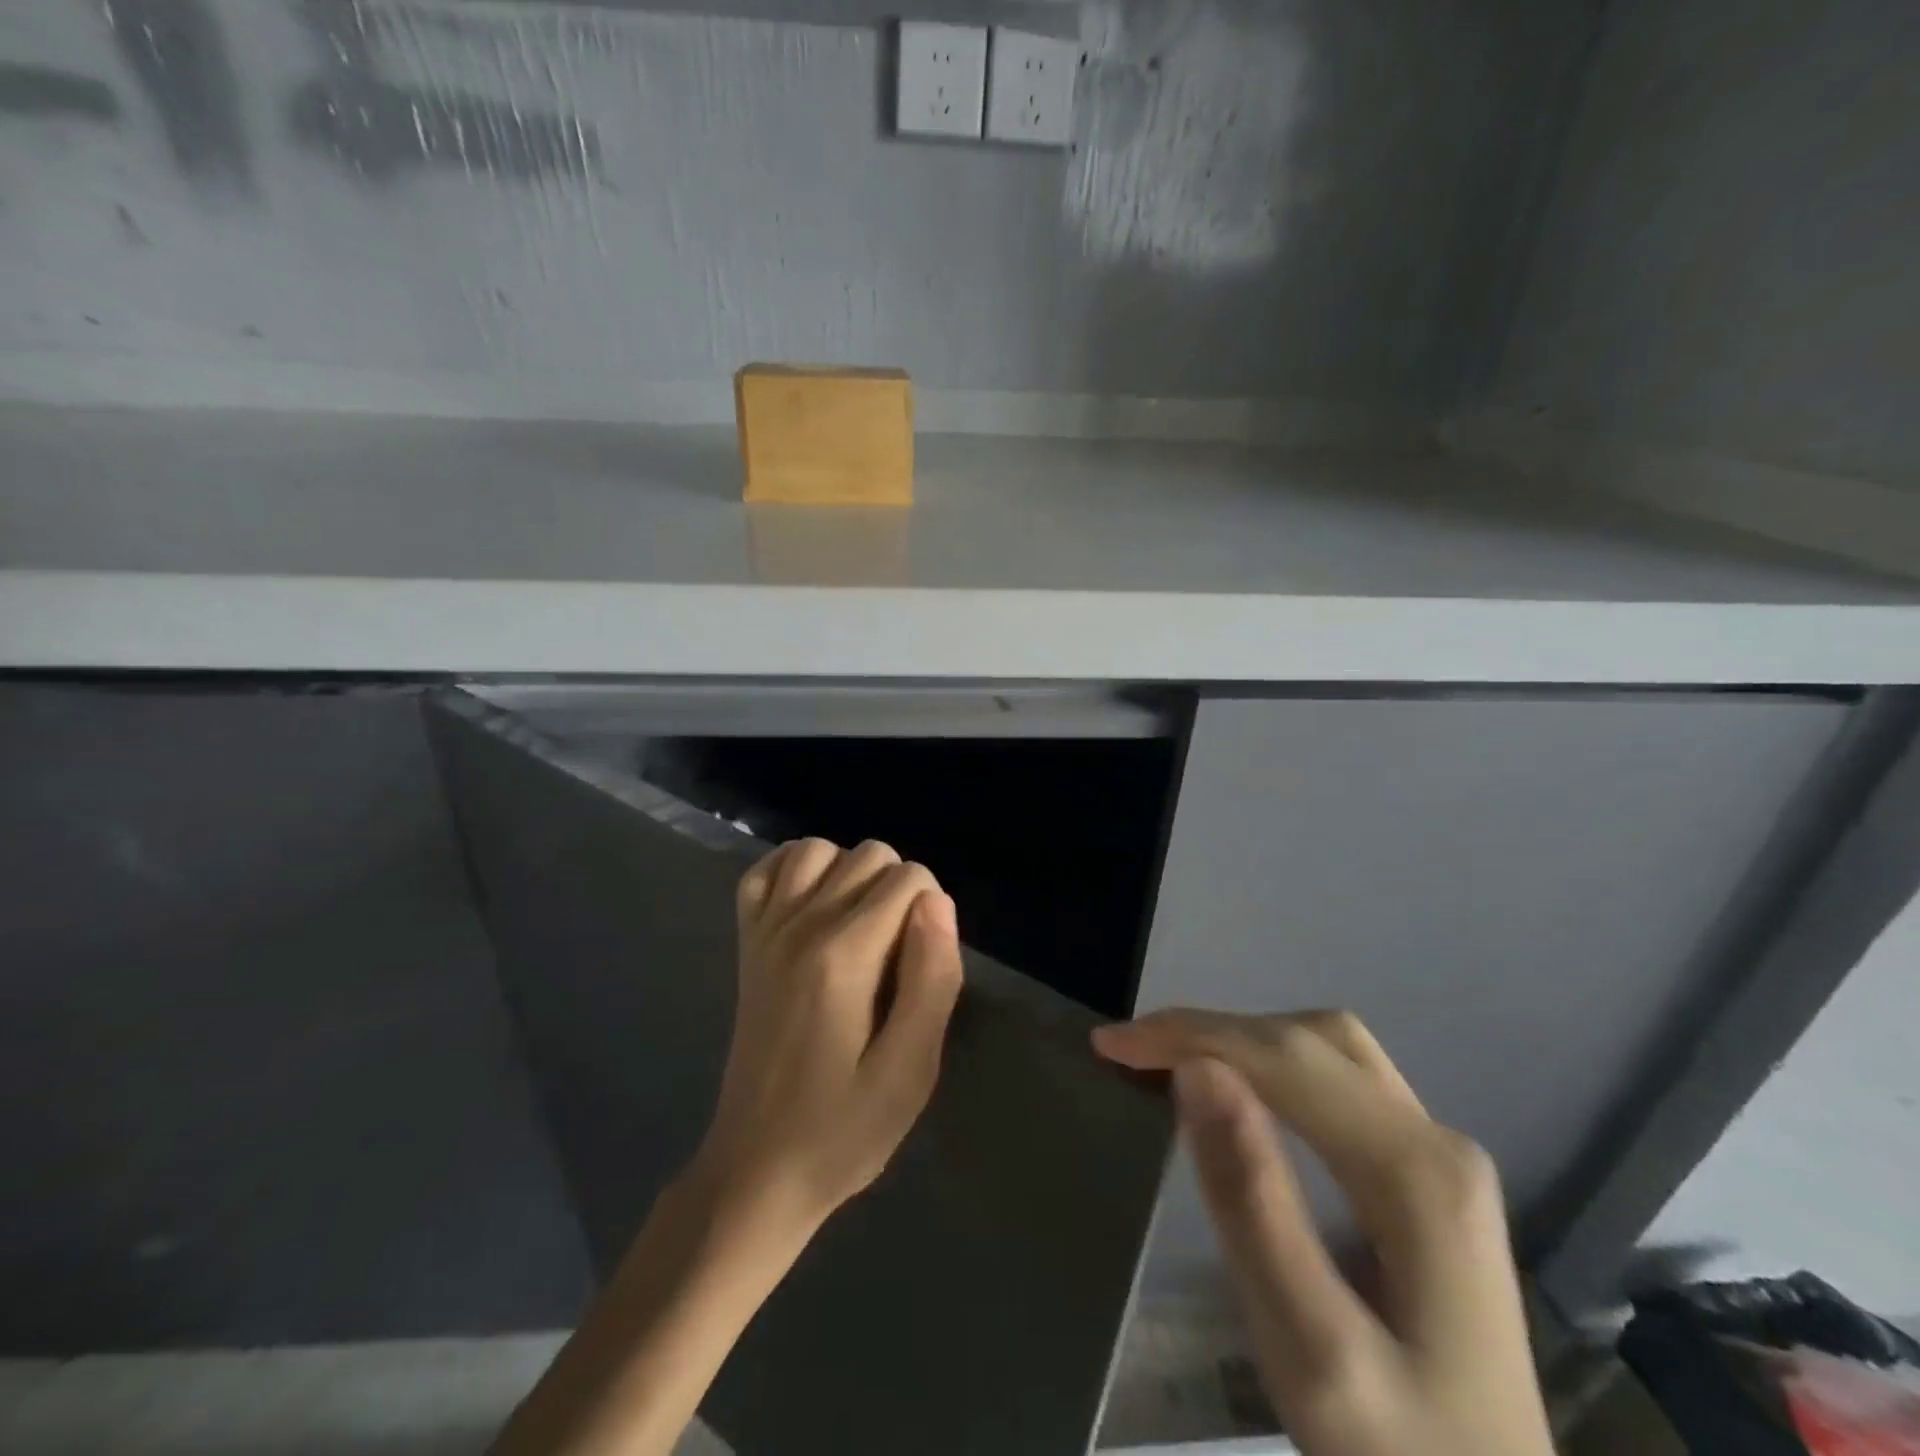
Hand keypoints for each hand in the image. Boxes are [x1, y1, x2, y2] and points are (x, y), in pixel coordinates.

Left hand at [491, 838, 962, 1455]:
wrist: (757, 1168)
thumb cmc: (844, 1128)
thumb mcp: (911, 1070)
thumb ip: (932, 978)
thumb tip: (937, 902)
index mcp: (844, 954)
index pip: (909, 878)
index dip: (934, 911)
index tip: (926, 963)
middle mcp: (800, 924)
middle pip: (869, 854)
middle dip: (900, 890)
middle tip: (899, 956)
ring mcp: (766, 929)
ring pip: (819, 848)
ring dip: (852, 873)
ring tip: (863, 926)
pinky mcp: (747, 942)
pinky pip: (765, 870)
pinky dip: (796, 870)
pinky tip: (816, 906)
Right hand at [1093, 1009, 1553, 1455]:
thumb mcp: (1309, 1349)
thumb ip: (1251, 1200)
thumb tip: (1196, 1070)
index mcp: (1416, 1173)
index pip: (1284, 1058)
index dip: (1190, 1035)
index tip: (1110, 1044)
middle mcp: (1437, 1141)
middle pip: (1309, 1041)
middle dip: (1210, 1031)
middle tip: (1130, 1054)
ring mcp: (1439, 1156)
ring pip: (1327, 1050)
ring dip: (1241, 1040)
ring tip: (1169, 1062)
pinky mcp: (1427, 1177)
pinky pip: (1337, 1081)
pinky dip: (1270, 1065)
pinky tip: (1235, 1090)